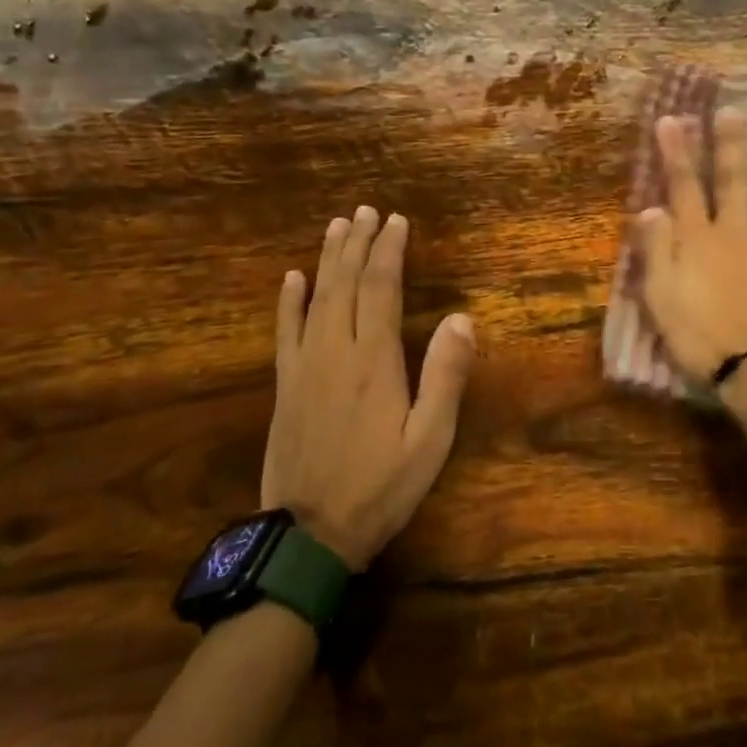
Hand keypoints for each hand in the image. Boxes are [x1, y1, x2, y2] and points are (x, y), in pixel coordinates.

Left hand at [262, 207, 476, 570]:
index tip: (397, 221)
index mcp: (374, 361)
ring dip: (328, 259)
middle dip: (359, 244)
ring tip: (338, 226)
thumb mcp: (429, 441)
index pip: (381, 289)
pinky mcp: (284, 386)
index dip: (389, 251)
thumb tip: (461, 318)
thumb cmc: (380, 488)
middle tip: (367, 210)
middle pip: (346, 284)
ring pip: (316, 298)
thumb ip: (445, 377)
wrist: (310, 536)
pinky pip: (285, 332)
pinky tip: (292, 277)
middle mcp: (336, 351)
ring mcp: (304, 367)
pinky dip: (288, 301)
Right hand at [637, 110, 746, 381]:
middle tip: (736, 108)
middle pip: (735, 179)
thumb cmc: (701, 338)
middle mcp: (738, 232)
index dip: (677, 152)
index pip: (684, 187)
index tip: (672, 119)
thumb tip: (650, 208)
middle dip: (733, 142)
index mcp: (699, 240)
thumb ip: (656, 252)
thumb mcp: (661, 300)